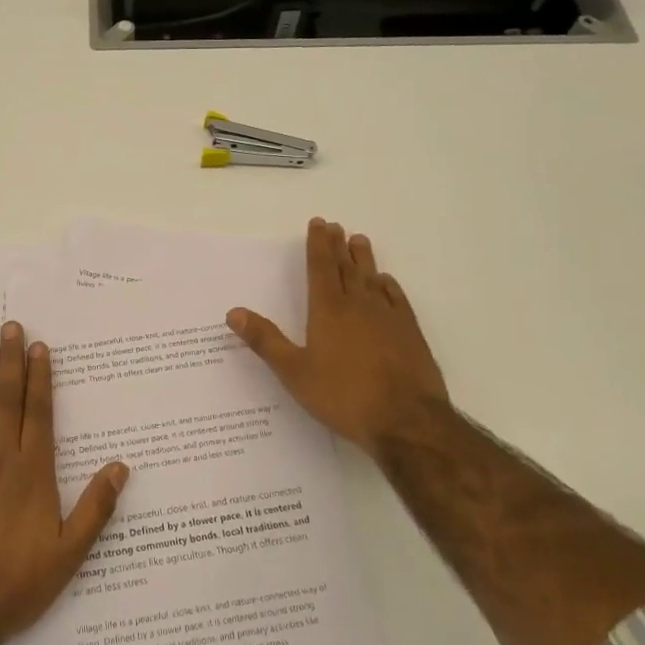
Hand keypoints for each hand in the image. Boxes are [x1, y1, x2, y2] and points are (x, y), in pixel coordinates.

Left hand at [0, 321, 129, 639]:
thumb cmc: (17, 582)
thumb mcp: (69, 554)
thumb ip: (95, 508)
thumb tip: (121, 467)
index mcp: (33, 473)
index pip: (38, 413)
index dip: (39, 377)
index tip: (38, 346)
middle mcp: (0, 460)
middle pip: (8, 401)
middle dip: (11, 362)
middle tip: (10, 327)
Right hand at [228, 218, 449, 456]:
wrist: (406, 421)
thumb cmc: (343, 396)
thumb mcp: (294, 372)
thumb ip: (265, 341)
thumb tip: (233, 312)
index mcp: (328, 310)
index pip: (321, 268)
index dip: (318, 244)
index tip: (319, 223)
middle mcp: (359, 305)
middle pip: (347, 268)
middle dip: (338, 246)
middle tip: (336, 226)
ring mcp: (388, 317)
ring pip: (373, 278)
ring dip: (364, 259)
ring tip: (360, 240)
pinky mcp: (410, 333)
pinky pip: (397, 299)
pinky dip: (389, 286)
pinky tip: (386, 282)